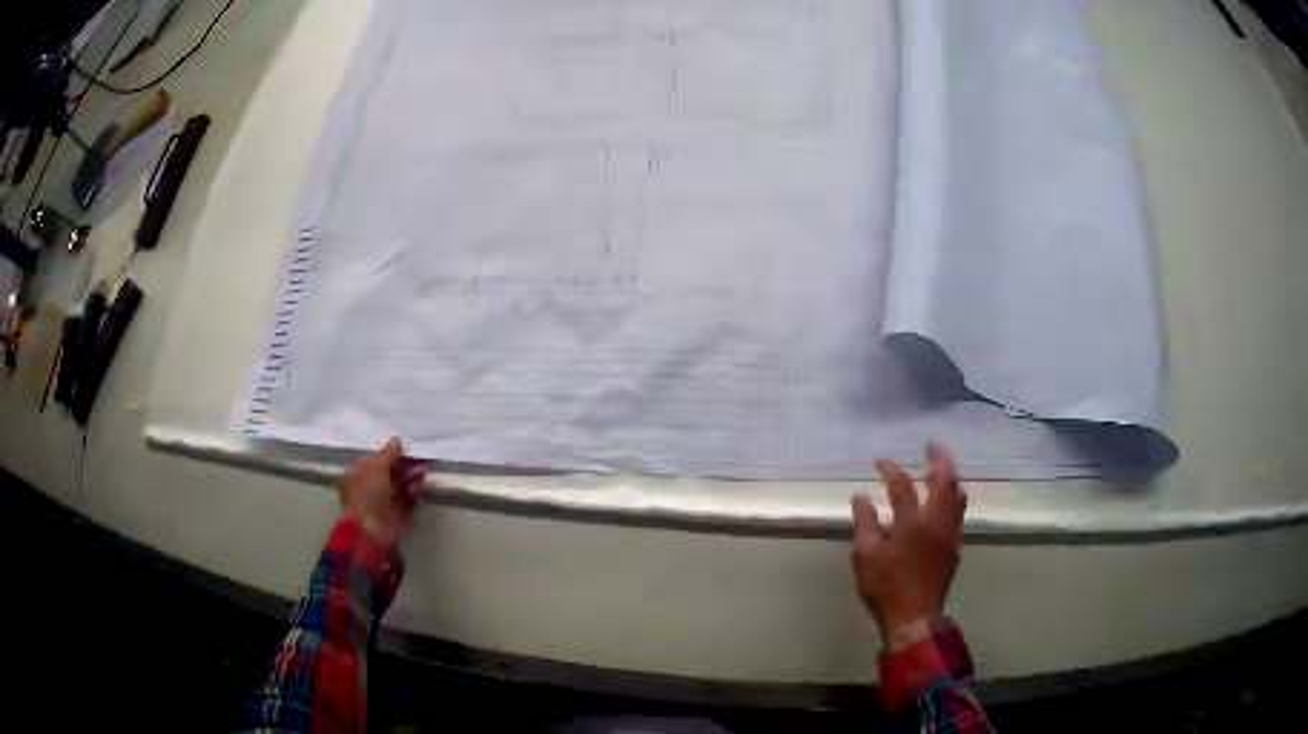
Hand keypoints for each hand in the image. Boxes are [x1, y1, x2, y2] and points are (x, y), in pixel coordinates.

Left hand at [340, 437, 425, 547]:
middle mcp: (370, 486)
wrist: (372, 530)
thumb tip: (396, 439)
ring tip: (423, 469)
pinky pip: (408, 498)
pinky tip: (423, 484)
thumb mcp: (376, 468)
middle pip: (388, 471)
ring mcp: (384, 500)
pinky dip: (415, 491)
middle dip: (402, 464)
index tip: (402, 445)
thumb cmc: (368, 495)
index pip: (373, 459)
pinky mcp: (397, 513)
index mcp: (358, 474)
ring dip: (410, 476)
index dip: (387, 452)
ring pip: (399, 484)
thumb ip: (387, 454)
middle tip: (417, 456)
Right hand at [851, 443, 966, 647]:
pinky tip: (949, 498)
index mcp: (912, 523)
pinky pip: (959, 512)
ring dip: (951, 477)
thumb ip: (865, 523)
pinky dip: (954, 496)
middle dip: (939, 460)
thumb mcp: (865, 556)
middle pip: (943, 482)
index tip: (880, 461)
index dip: (891, 470)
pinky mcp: (955, 546)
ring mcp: (950, 533)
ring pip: (957, 496)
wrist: (915, 616)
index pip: (902, 486)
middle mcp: (936, 522)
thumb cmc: (886, 587)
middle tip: (932, 445)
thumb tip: (860, 497)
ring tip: (943, 467)